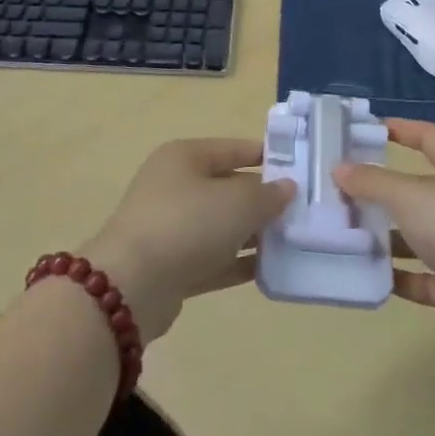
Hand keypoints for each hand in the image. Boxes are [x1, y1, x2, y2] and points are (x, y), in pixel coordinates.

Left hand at [84, 138, 293, 341]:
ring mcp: (170, 227)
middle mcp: (175, 186)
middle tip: (303, 211)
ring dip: (253, 234)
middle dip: (263, 200)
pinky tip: (269, 269)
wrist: (131, 286)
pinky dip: (237, 262)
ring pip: (221, 225)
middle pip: (228, 187)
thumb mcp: (238, 203)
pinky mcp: (170, 265)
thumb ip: (268, 195)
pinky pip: (213, 258)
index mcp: (185, 157)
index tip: (301, 170)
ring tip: (293, 242)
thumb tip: (286, 188)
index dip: (267, 157)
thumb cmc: (187, 224)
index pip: (234, 149)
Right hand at [335, 120, 434, 405]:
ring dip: (391, 237)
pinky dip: (406, 277)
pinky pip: (431, 276)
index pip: (429, 137)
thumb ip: (373, 182)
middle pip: (422, 189)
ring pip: (424, 235)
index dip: (401, 128)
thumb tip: (340, 168)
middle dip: (385, 190)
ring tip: (350, 237)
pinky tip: (376, 279)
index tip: (368, 128)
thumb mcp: (411, 197)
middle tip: (344, 192)